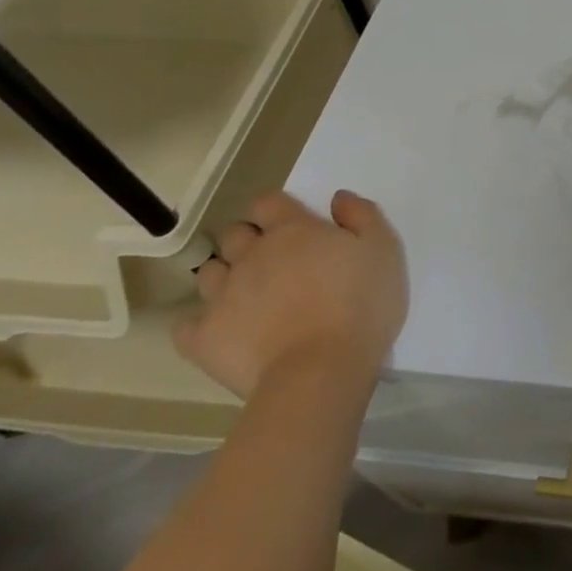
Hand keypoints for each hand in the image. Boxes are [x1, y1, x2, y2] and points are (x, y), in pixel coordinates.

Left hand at [175, 190, 407, 400]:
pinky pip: (187, 325)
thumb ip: (362, 215)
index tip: (294, 225)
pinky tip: (225, 331)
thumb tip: (338, 198)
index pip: (269, 202)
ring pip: (209, 273)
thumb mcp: (384, 250)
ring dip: (226, 277)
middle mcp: (251, 255)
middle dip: (249, 240)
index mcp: (292, 230)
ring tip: (250, 296)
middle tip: (275, 261)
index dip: (277, 209)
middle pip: (235, 234)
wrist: (321, 371)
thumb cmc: (360, 304)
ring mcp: (222, 296)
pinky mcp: (204, 338)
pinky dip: (202, 325)